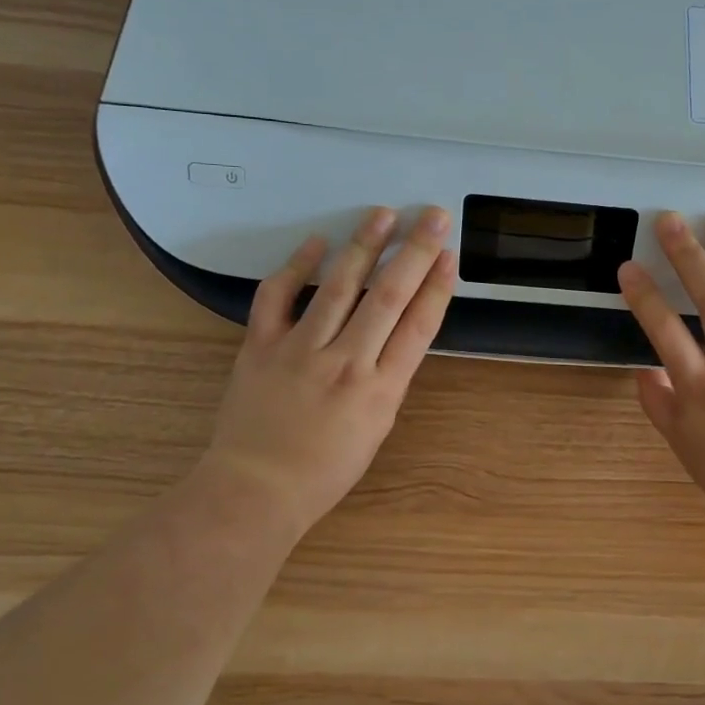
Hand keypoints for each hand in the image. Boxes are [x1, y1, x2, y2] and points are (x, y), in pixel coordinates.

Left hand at [201, 205, 455, 530]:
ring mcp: (301, 350)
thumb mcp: (376, 429)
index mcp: (381, 390)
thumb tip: (396, 335)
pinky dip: (296, 267)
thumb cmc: (324, 470)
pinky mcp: (261, 346)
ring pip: (338, 287)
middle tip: (432, 217)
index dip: (437, 287)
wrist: (255, 490)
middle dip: (414, 252)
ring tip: (383, 214)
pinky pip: (277, 296)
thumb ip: (388, 378)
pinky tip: (315, 243)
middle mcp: (346, 362)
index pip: (419, 326)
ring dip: (364, 246)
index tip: (449, 254)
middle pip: (388, 296)